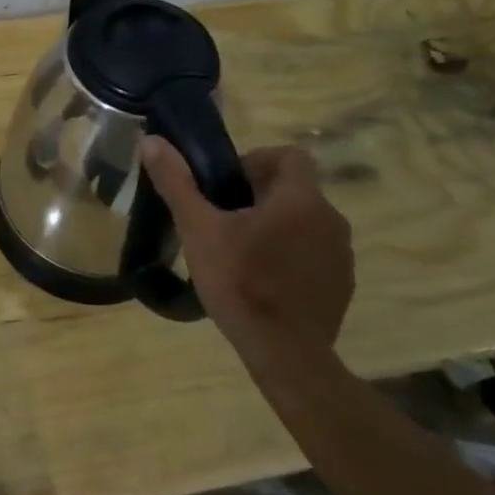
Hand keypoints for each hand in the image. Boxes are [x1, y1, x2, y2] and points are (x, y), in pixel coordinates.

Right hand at [141, 137, 354, 357]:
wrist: (284, 353)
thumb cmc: (240, 282)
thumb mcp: (198, 229)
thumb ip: (177, 182)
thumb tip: (151, 141)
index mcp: (300, 199)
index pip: (289, 155)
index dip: (257, 160)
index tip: (227, 185)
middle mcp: (331, 219)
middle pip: (294, 190)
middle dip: (258, 197)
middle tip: (222, 220)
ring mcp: (342, 255)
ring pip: (305, 223)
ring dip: (276, 227)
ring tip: (240, 252)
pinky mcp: (342, 285)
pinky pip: (314, 254)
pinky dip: (290, 257)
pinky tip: (263, 282)